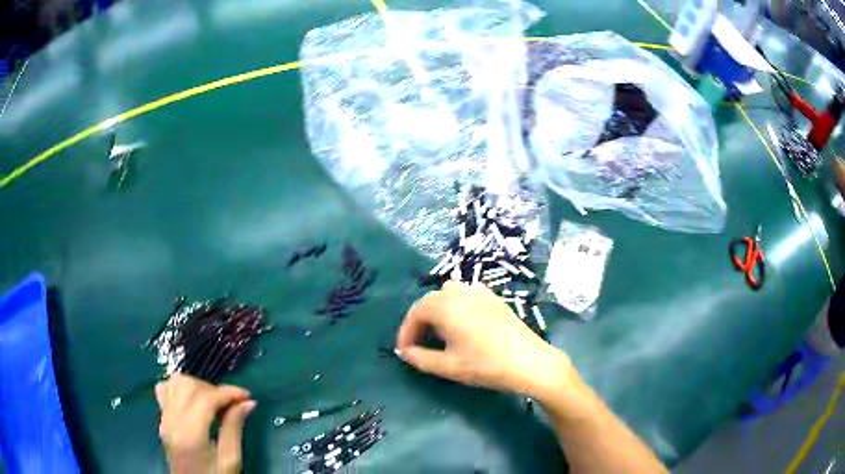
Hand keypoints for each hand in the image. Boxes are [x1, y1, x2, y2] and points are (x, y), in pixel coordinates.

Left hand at [155, 374, 255, 473]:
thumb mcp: (230, 460)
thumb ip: (234, 429)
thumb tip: (247, 403)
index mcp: (190, 434)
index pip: (205, 398)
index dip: (228, 392)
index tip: (246, 396)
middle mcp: (172, 421)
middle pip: (187, 384)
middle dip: (212, 388)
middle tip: (231, 403)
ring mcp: (164, 419)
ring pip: (174, 382)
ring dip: (197, 386)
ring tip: (214, 402)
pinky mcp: (162, 420)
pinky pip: (165, 390)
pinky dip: (180, 388)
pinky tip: (194, 401)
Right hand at [395, 281, 578, 400]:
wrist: (528, 361)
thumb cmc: (485, 365)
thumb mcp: (448, 366)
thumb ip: (420, 358)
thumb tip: (404, 352)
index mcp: (446, 307)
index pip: (415, 312)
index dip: (406, 332)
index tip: (404, 351)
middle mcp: (460, 293)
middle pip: (430, 300)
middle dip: (419, 321)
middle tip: (418, 344)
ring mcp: (479, 292)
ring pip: (447, 293)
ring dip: (437, 310)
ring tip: (439, 332)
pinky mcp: (494, 298)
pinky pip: (466, 293)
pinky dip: (455, 304)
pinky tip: (462, 323)